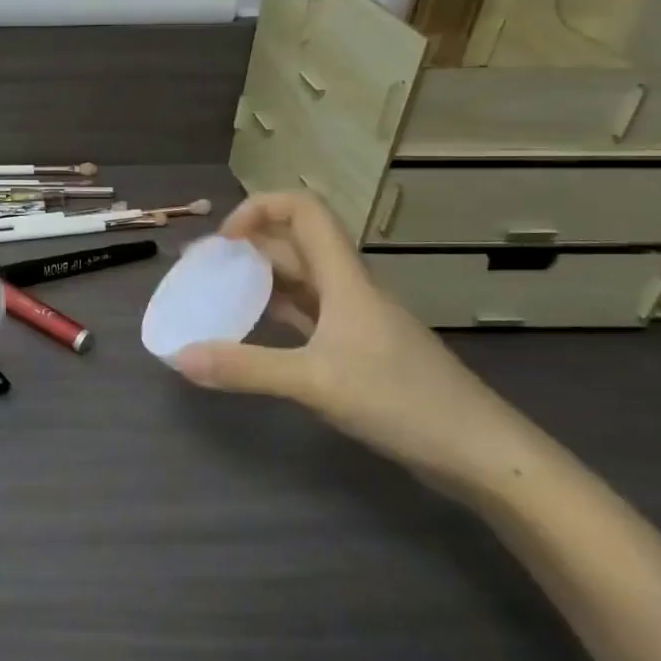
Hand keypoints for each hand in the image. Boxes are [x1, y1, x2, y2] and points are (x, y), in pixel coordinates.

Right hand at [172, 192, 545, 497]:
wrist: (480, 452)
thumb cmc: (402, 401)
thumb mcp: (314, 382)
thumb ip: (245, 368)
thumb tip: (179, 357)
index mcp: (344, 277)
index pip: (304, 210)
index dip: (259, 208)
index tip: (223, 241)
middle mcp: (349, 288)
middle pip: (296, 244)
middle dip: (247, 247)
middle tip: (203, 269)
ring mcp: (356, 320)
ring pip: (301, 280)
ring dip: (260, 279)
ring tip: (218, 295)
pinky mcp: (360, 350)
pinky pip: (309, 315)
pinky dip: (277, 313)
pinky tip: (254, 330)